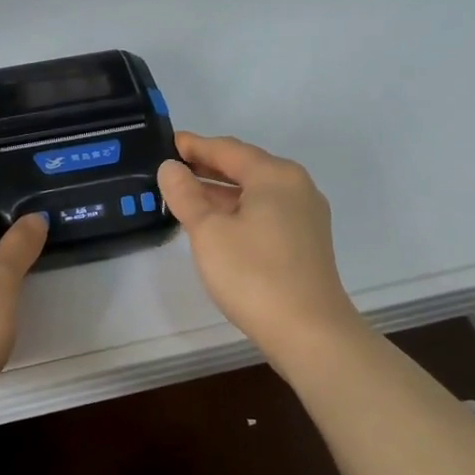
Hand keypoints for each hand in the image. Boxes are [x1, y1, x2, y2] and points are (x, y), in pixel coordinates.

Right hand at [157, 132, 363, 368]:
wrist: (308, 331)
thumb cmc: (253, 274)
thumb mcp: (208, 232)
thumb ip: (186, 195)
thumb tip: (170, 168)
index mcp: (274, 175)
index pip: (226, 149)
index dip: (194, 146)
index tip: (166, 143)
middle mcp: (295, 186)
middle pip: (244, 166)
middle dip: (207, 166)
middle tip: (171, 167)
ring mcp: (305, 215)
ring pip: (255, 191)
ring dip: (221, 190)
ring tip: (185, 194)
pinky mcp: (305, 240)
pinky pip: (265, 211)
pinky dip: (238, 209)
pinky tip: (216, 222)